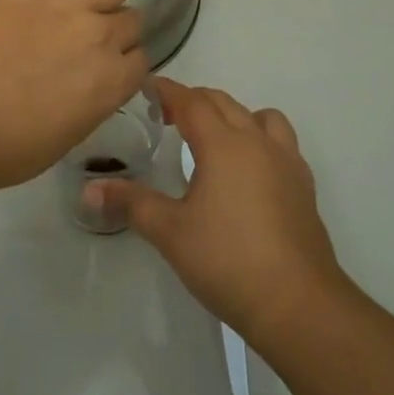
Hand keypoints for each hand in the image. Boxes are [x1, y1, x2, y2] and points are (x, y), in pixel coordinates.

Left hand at [0, 0, 147, 191]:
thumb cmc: (12, 144)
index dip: (124, 62)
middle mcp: (103, 37)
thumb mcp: (69, 133)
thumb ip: (91, 101)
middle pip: (131, 19)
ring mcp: (72, 5)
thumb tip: (87, 84)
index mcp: (113, 82)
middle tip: (88, 37)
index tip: (105, 66)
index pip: (141, 59)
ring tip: (80, 3)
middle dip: (116, 28)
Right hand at [90, 79, 344, 341]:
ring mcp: (286, 161)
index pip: (191, 101)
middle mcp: (256, 141)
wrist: (299, 305)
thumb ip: (131, 204)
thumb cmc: (228, 261)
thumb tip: (89, 190)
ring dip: (233, 115)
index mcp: (223, 143)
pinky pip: (280, 142)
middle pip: (223, 102)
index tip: (147, 89)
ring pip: (258, 116)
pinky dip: (260, 139)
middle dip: (194, 101)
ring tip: (215, 139)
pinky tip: (249, 170)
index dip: (168, 91)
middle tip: (169, 117)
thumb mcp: (170, 233)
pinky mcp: (304, 185)